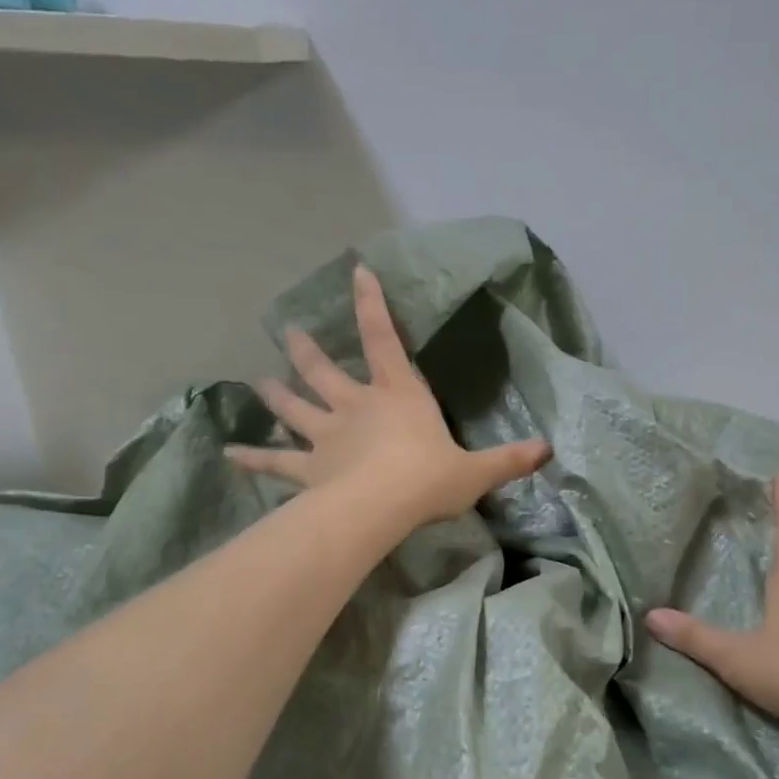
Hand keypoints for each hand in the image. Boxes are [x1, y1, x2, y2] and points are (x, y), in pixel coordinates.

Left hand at [227, 264, 550, 527]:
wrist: (382, 507)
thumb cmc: (429, 479)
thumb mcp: (477, 471)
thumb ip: (509, 459)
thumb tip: (548, 451)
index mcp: (398, 395)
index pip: (384, 339)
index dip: (372, 304)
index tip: (356, 271)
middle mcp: (356, 406)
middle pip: (325, 370)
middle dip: (307, 350)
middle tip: (288, 331)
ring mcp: (326, 436)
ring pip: (295, 408)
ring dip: (277, 393)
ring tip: (258, 380)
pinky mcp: (308, 468)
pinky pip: (276, 462)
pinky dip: (253, 458)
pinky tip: (230, 454)